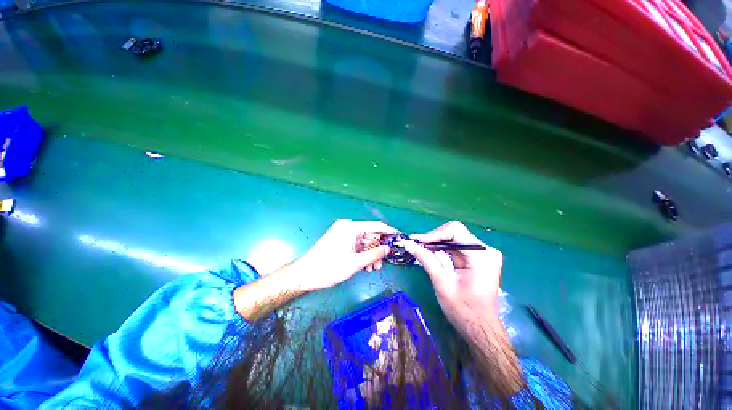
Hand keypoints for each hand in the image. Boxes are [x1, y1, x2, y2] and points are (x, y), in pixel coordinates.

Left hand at [289, 220, 395, 291]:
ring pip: (364, 242)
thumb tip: (388, 248)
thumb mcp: (355, 263)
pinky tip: (366, 266)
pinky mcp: (341, 240)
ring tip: (373, 269)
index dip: (389, 232)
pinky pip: (357, 245)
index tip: (400, 239)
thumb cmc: (330, 267)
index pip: (376, 226)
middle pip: (370, 235)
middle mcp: (348, 227)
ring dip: (371, 254)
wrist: (305, 275)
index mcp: (351, 227)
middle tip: (383, 263)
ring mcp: (344, 233)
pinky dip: (363, 254)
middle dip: (378, 249)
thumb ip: (375, 254)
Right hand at [400, 221, 502, 334]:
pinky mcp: (479, 258)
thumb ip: (425, 259)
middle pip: (454, 233)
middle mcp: (486, 250)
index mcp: (482, 255)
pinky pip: (457, 246)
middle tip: (416, 244)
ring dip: (436, 243)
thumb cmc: (462, 310)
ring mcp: (484, 253)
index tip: (417, 241)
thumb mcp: (441, 282)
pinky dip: (443, 249)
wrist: (479, 328)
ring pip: (454, 238)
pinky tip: (431, 253)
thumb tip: (407, 243)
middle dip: (433, 238)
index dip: (434, 234)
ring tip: (421, 248)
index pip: (455, 231)